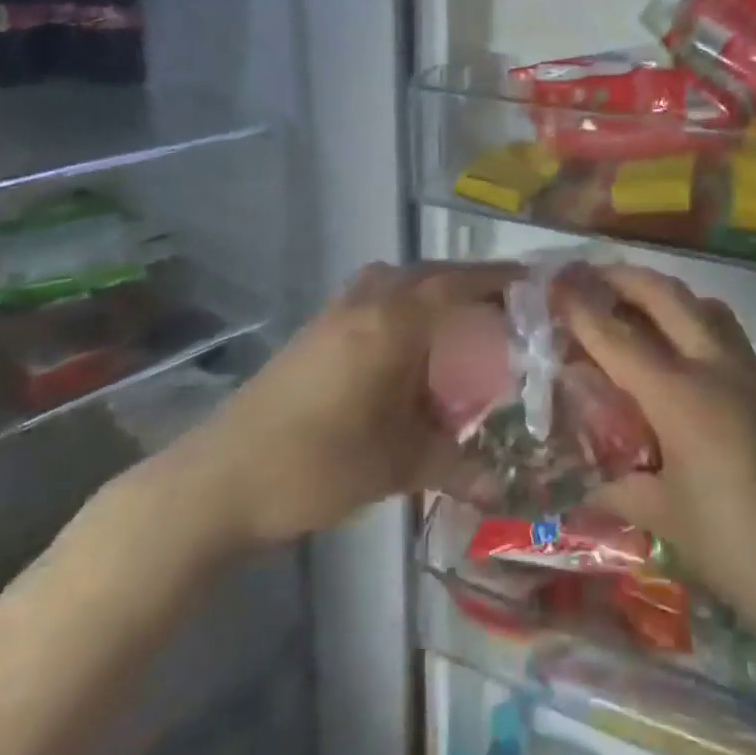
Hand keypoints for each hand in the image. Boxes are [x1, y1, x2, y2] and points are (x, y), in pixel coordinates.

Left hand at [134, 261, 515, 570]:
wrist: (220, 479)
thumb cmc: (317, 466)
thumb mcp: (396, 466)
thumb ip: (455, 464)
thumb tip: (503, 481)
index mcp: (392, 323)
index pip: (459, 284)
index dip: (500, 279)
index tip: (536, 283)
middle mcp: (367, 302)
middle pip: (431, 273)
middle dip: (471, 281)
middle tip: (507, 304)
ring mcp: (336, 310)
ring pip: (399, 278)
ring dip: (433, 287)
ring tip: (463, 318)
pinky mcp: (316, 327)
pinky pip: (375, 293)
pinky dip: (403, 300)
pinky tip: (410, 339)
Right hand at [561, 265, 755, 648]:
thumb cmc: (738, 550)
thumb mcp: (666, 520)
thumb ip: (622, 489)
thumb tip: (591, 485)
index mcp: (681, 398)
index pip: (619, 337)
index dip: (582, 308)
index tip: (556, 283)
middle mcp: (716, 370)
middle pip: (667, 296)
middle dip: (625, 277)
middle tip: (592, 276)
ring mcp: (752, 376)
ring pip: (706, 307)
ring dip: (667, 296)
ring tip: (638, 308)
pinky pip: (728, 338)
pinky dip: (696, 327)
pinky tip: (684, 364)